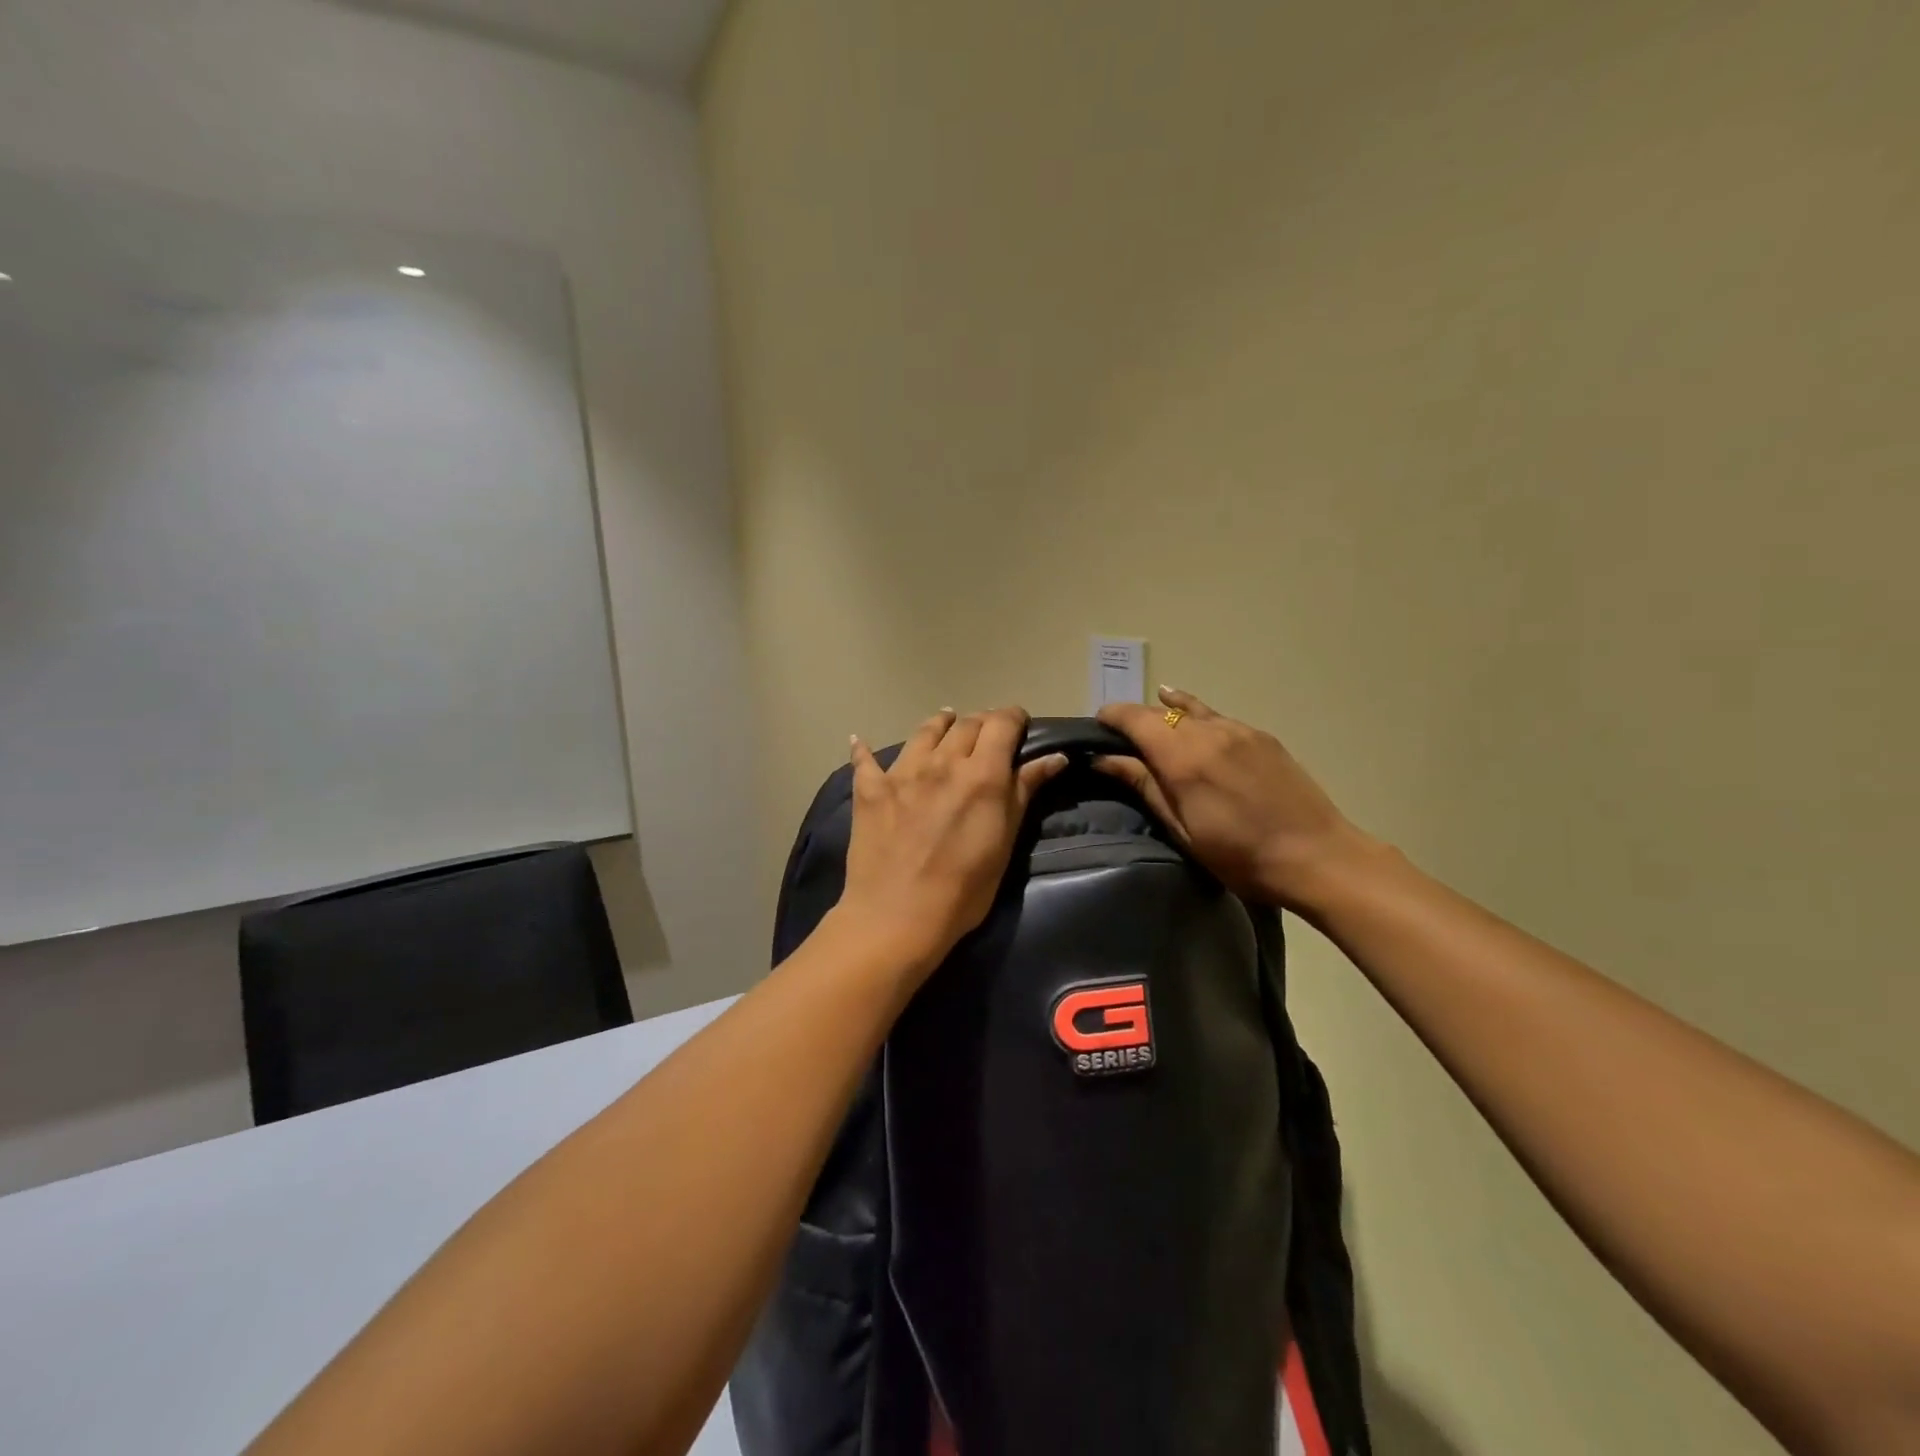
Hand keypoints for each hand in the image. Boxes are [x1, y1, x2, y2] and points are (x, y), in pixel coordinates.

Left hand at [837, 707, 1067, 978]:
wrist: (898, 916)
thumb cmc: (965, 888)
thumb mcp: (1005, 842)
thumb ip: (1025, 792)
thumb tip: (1055, 756)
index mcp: (981, 773)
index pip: (1001, 723)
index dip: (1013, 718)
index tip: (1019, 725)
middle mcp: (942, 761)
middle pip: (966, 723)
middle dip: (981, 723)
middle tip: (987, 735)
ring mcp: (902, 772)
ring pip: (924, 731)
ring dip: (940, 724)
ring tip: (945, 724)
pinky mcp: (870, 790)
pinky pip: (864, 759)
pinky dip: (864, 749)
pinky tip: (860, 742)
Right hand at [1095, 687, 1381, 910]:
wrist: (1317, 856)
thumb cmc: (1240, 855)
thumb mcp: (1181, 828)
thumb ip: (1144, 785)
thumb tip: (1103, 759)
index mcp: (1183, 757)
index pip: (1135, 718)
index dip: (1111, 717)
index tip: (1096, 728)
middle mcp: (1208, 731)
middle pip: (1160, 711)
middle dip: (1136, 720)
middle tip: (1122, 741)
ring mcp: (1239, 730)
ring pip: (1190, 709)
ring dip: (1166, 716)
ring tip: (1153, 727)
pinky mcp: (1261, 736)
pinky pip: (1217, 717)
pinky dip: (1196, 716)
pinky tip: (1191, 723)